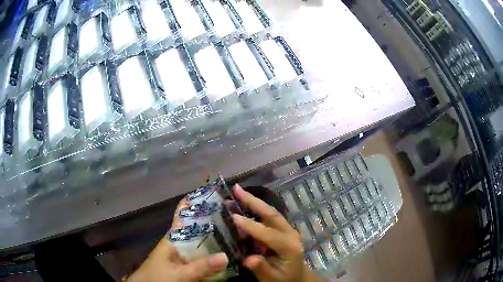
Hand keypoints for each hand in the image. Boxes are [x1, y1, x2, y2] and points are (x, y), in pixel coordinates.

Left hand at [126, 199, 228, 281]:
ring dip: (218, 234)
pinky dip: (215, 250)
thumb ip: (200, 267)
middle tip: (238, 214)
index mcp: (174, 235)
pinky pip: (204, 253)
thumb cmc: (158, 277)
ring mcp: (185, 251)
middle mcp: (181, 239)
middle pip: (199, 224)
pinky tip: (230, 251)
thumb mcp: (179, 273)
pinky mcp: (188, 262)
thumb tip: (227, 256)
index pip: (185, 210)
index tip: (219, 193)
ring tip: (239, 229)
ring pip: (203, 238)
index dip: (198, 199)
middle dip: (216, 217)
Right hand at [231, 185, 317, 281]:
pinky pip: (270, 216)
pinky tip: (246, 202)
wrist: (297, 277)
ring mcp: (289, 230)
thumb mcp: (271, 279)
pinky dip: (257, 208)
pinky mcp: (284, 229)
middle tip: (236, 189)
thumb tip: (248, 259)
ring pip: (271, 212)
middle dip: (253, 201)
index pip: (269, 234)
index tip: (233, 217)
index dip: (251, 226)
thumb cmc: (283, 279)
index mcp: (290, 248)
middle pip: (272, 215)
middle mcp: (291, 234)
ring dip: (254, 201)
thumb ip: (261, 269)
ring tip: (238, 191)